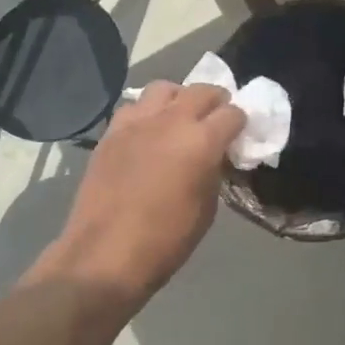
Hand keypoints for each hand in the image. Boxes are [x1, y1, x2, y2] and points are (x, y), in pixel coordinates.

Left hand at [48, 82, 244, 303]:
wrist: (103, 256)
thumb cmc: (165, 241)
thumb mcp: (206, 209)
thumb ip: (214, 172)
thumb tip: (213, 158)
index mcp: (202, 141)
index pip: (233, 113)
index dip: (240, 123)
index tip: (239, 135)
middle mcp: (172, 120)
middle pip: (202, 90)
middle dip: (216, 102)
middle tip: (217, 119)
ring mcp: (138, 122)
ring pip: (165, 88)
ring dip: (179, 98)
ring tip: (180, 117)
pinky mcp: (112, 131)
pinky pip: (135, 106)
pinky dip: (148, 112)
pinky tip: (148, 132)